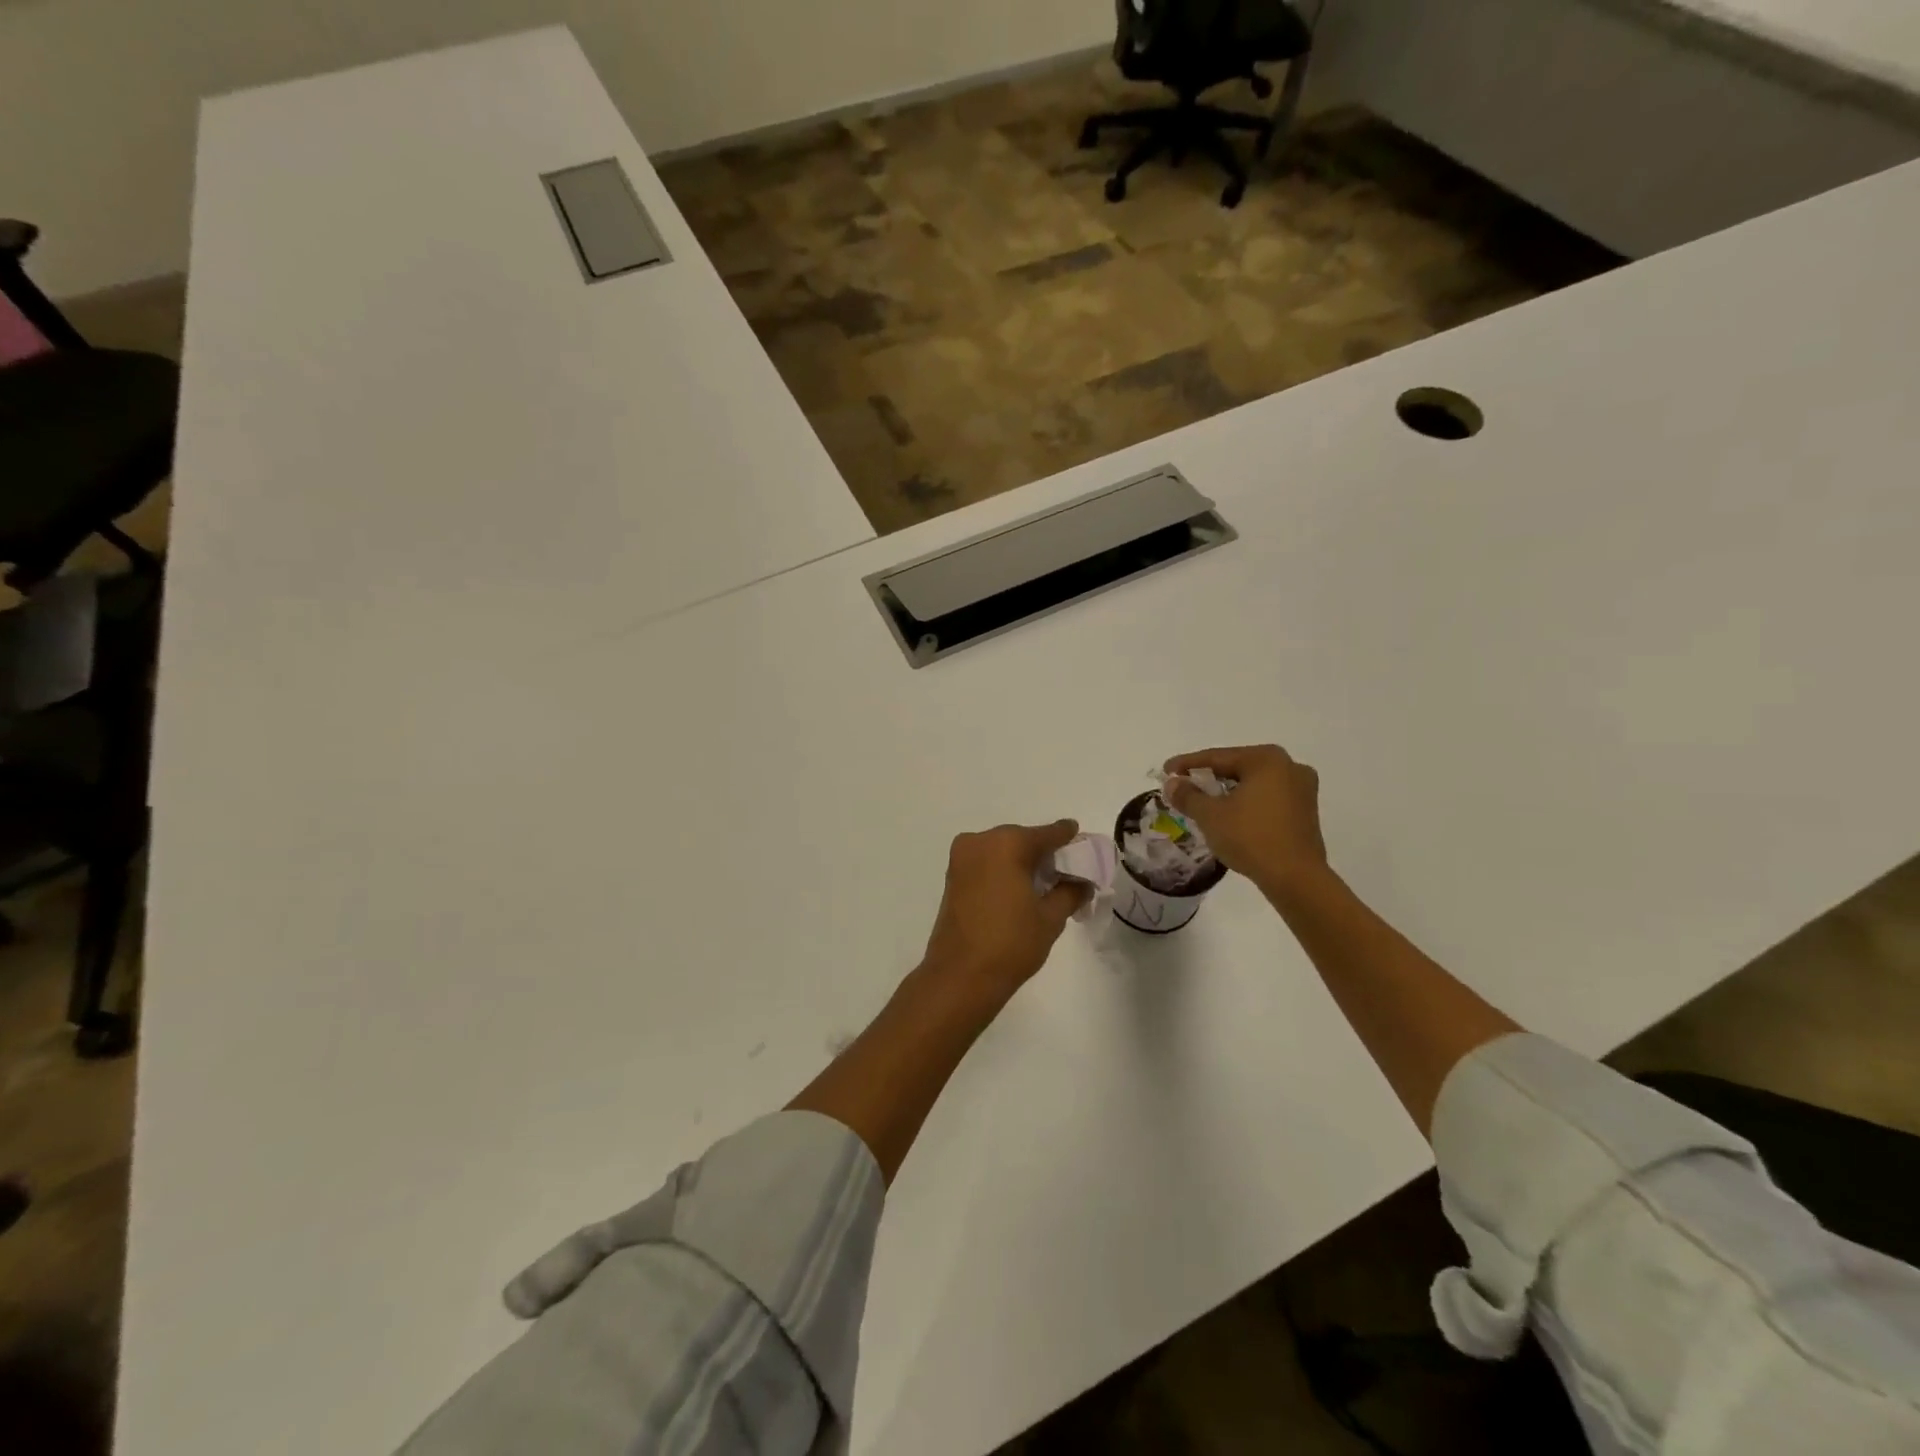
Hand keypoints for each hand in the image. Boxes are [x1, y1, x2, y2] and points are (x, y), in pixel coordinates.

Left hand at [920, 820, 1087, 1010]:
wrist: (960, 976)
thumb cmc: (1010, 944)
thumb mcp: (1050, 918)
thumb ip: (1070, 892)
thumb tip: (1082, 882)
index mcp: (1007, 844)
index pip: (1046, 834)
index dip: (1066, 836)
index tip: (1079, 836)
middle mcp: (980, 842)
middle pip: (1021, 839)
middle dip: (1043, 851)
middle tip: (1065, 868)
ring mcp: (961, 858)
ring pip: (1001, 850)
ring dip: (1021, 860)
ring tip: (1044, 882)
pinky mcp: (952, 876)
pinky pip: (986, 862)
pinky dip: (1003, 869)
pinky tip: (1019, 887)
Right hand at [1162, 745, 1326, 892]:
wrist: (1295, 878)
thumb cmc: (1250, 838)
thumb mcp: (1210, 815)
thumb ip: (1187, 795)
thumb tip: (1172, 783)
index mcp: (1266, 759)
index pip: (1217, 757)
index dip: (1187, 764)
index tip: (1166, 770)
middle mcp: (1289, 766)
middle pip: (1237, 767)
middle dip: (1209, 778)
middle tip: (1183, 786)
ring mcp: (1303, 789)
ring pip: (1254, 784)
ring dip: (1228, 792)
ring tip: (1204, 803)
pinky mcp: (1306, 812)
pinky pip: (1267, 798)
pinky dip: (1247, 803)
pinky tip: (1231, 816)